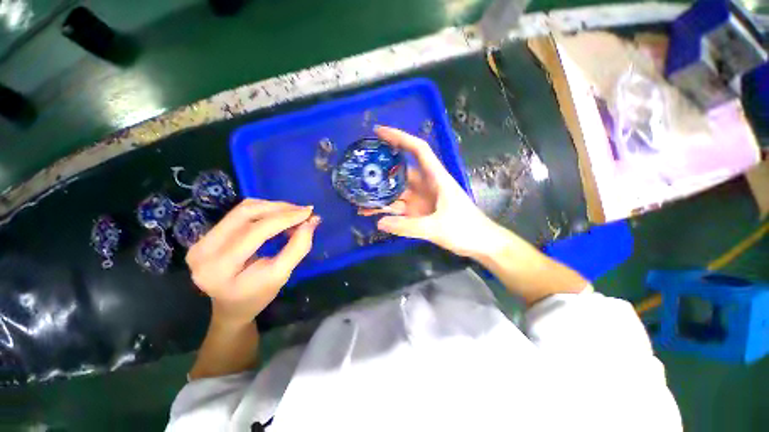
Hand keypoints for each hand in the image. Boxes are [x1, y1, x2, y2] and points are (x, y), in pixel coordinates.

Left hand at [186, 199, 319, 326]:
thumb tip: (312, 221)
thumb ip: (298, 248)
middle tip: (304, 212)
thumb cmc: (258, 295)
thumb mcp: (281, 275)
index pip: (255, 231)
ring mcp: (201, 239)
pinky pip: (239, 212)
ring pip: (243, 208)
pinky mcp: (207, 234)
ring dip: (273, 207)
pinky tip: (279, 217)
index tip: (309, 212)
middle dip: (280, 208)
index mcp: (218, 267)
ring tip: (294, 214)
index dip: (285, 218)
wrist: (232, 306)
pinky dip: (264, 210)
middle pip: (246, 213)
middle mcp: (203, 249)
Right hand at [361, 126, 506, 257]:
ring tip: (360, 200)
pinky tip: (375, 216)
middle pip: (402, 172)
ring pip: (398, 193)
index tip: (379, 132)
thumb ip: (408, 226)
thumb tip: (379, 223)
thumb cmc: (466, 229)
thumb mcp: (437, 227)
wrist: (480, 244)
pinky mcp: (420, 213)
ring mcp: (422, 200)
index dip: (400, 137)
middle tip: (360, 171)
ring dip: (381, 196)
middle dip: (382, 170)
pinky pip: (400, 209)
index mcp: (436, 178)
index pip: (418, 150)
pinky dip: (388, 212)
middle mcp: (427, 185)